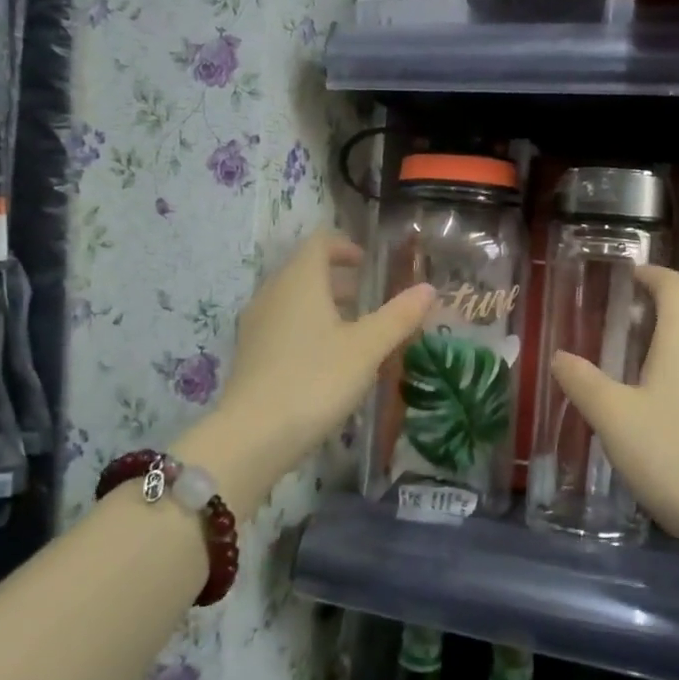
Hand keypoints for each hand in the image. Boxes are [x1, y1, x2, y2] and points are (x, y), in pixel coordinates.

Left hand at [186, 230, 432, 509]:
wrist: (253, 436)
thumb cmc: (315, 380)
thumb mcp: (366, 348)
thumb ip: (398, 316)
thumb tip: (429, 289)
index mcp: (300, 281)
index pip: (319, 243)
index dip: (344, 246)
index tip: (367, 264)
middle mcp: (272, 294)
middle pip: (304, 271)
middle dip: (337, 279)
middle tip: (368, 297)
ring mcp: (255, 325)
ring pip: (292, 300)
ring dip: (322, 305)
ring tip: (352, 330)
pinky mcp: (249, 355)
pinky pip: (281, 326)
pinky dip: (306, 328)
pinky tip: (325, 360)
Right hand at [550, 265, 678, 544]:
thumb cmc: (670, 454)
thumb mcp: (612, 417)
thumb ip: (582, 381)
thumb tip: (559, 357)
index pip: (674, 283)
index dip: (650, 274)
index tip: (627, 277)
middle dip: (670, 296)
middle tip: (636, 311)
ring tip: (652, 344)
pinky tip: (676, 385)